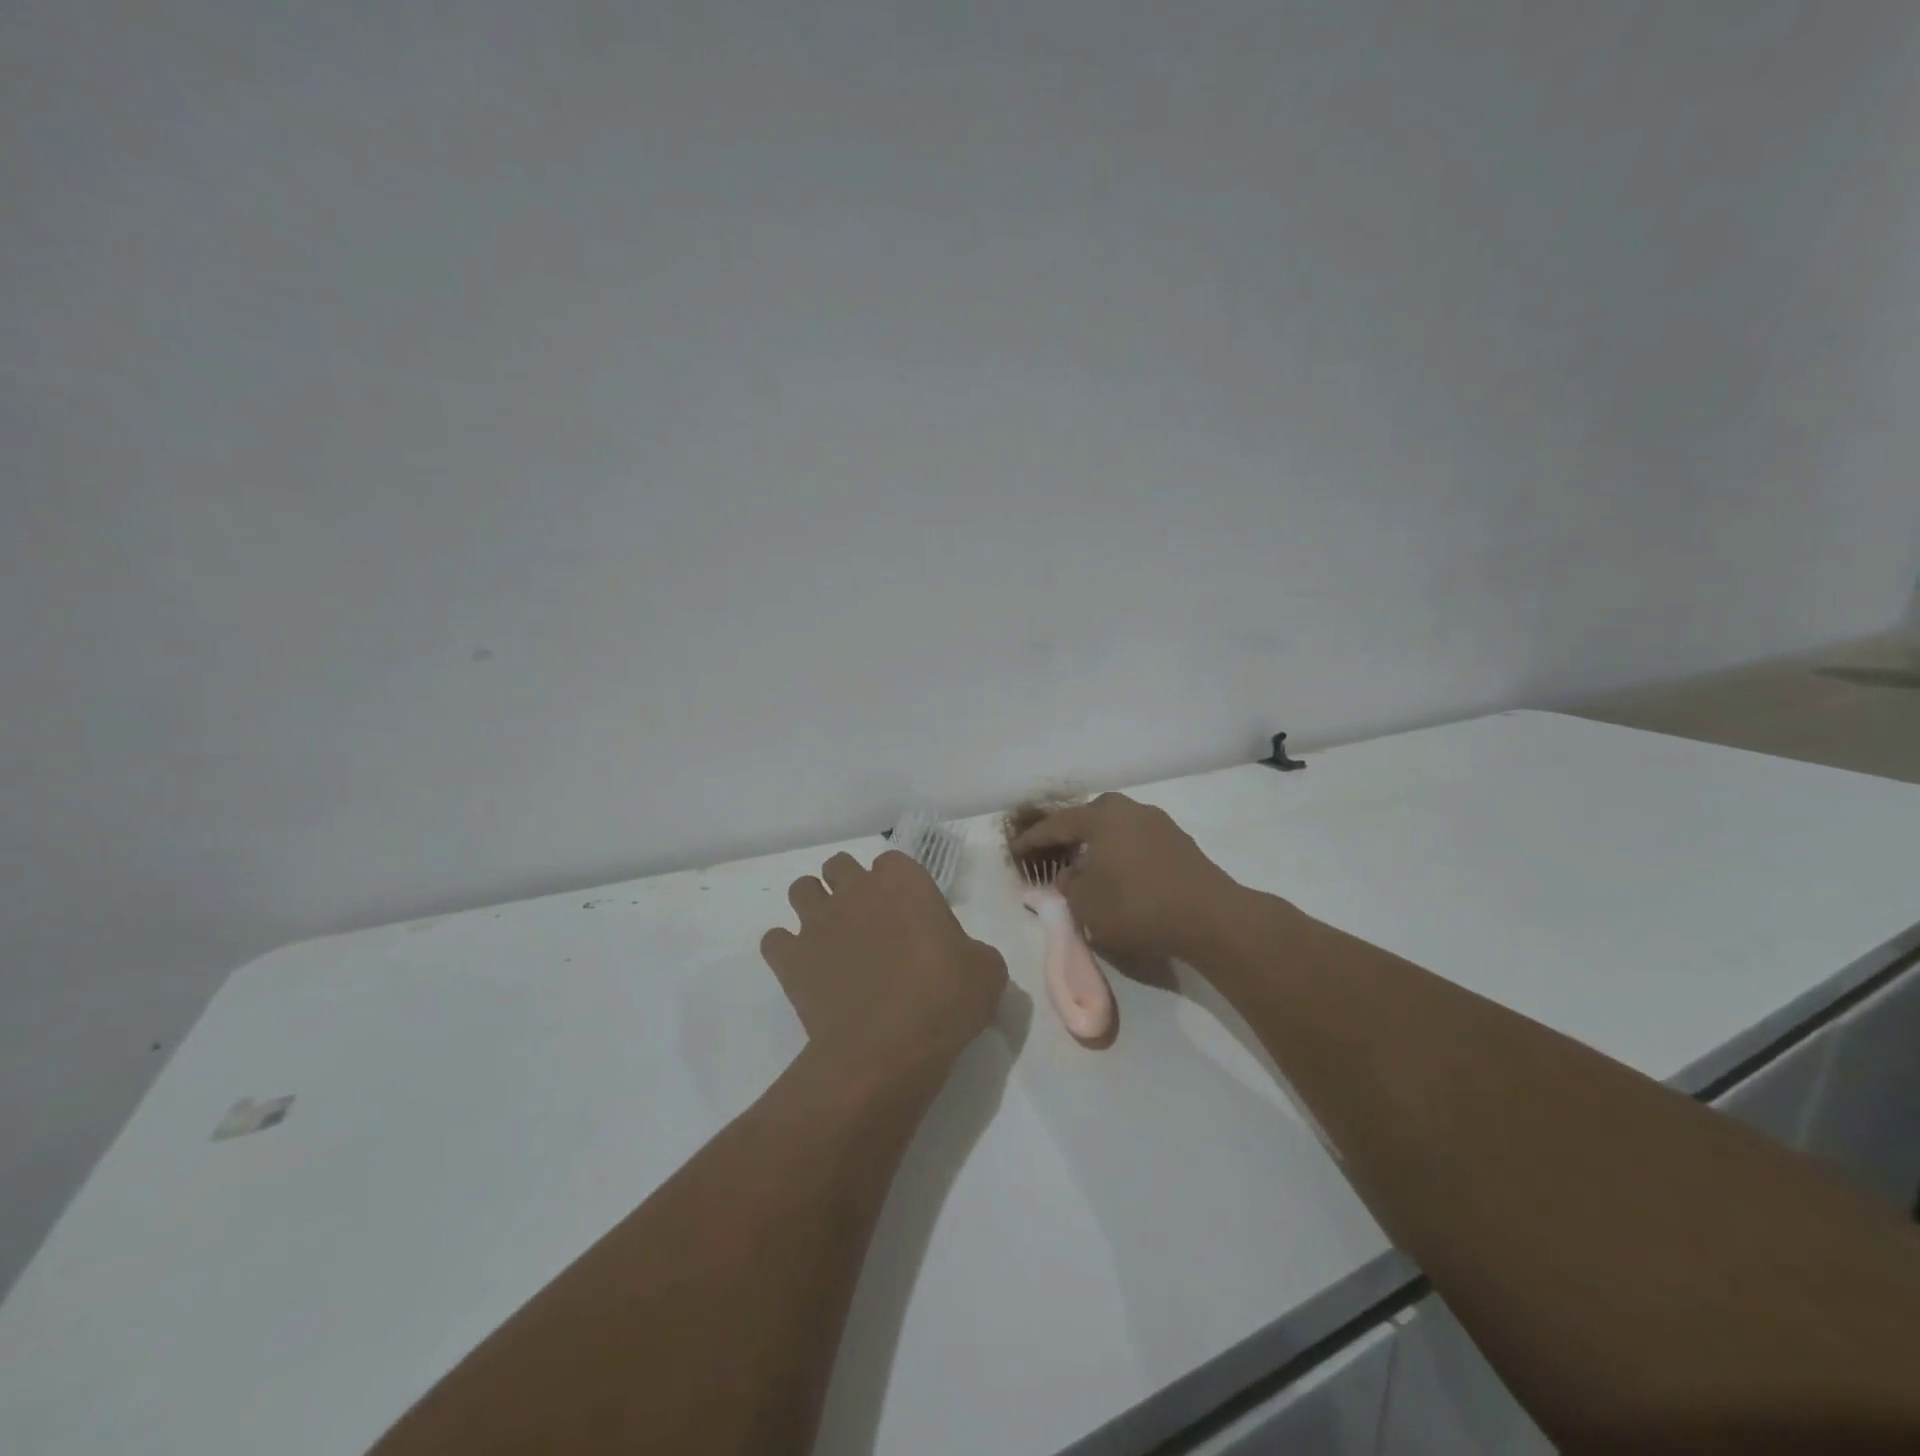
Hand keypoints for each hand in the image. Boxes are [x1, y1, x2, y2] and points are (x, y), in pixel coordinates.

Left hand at [762, 849, 1007, 1074]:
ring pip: (802, 890)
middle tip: (867, 921)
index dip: (897, 884)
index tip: (908, 913)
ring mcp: (817, 921)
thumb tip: (964, 958)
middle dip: (849, 885)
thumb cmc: (945, 1000)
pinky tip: (804, 969)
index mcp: (904, 882)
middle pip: (840, 866)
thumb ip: (973, 951)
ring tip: (830, 937)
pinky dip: (786, 950)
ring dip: (814, 906)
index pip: (892, 863)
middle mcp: (856, 890)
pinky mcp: (790, 958)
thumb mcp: (986, 971)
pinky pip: (775, 940)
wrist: (888, 1049)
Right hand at [1010, 793, 1244, 962]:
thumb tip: (1068, 876)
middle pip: (1090, 817)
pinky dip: (1123, 853)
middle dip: (1070, 834)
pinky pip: (1138, 841)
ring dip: (1099, 845)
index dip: (1033, 839)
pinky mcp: (1180, 842)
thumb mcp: (1087, 905)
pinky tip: (1122, 875)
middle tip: (1056, 853)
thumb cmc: (1138, 907)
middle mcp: (1129, 810)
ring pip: (1116, 828)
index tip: (1015, 849)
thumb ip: (1069, 887)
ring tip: (1090, 867)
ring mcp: (1159, 823)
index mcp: (1101, 818)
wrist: (1211, 917)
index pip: (1057, 825)